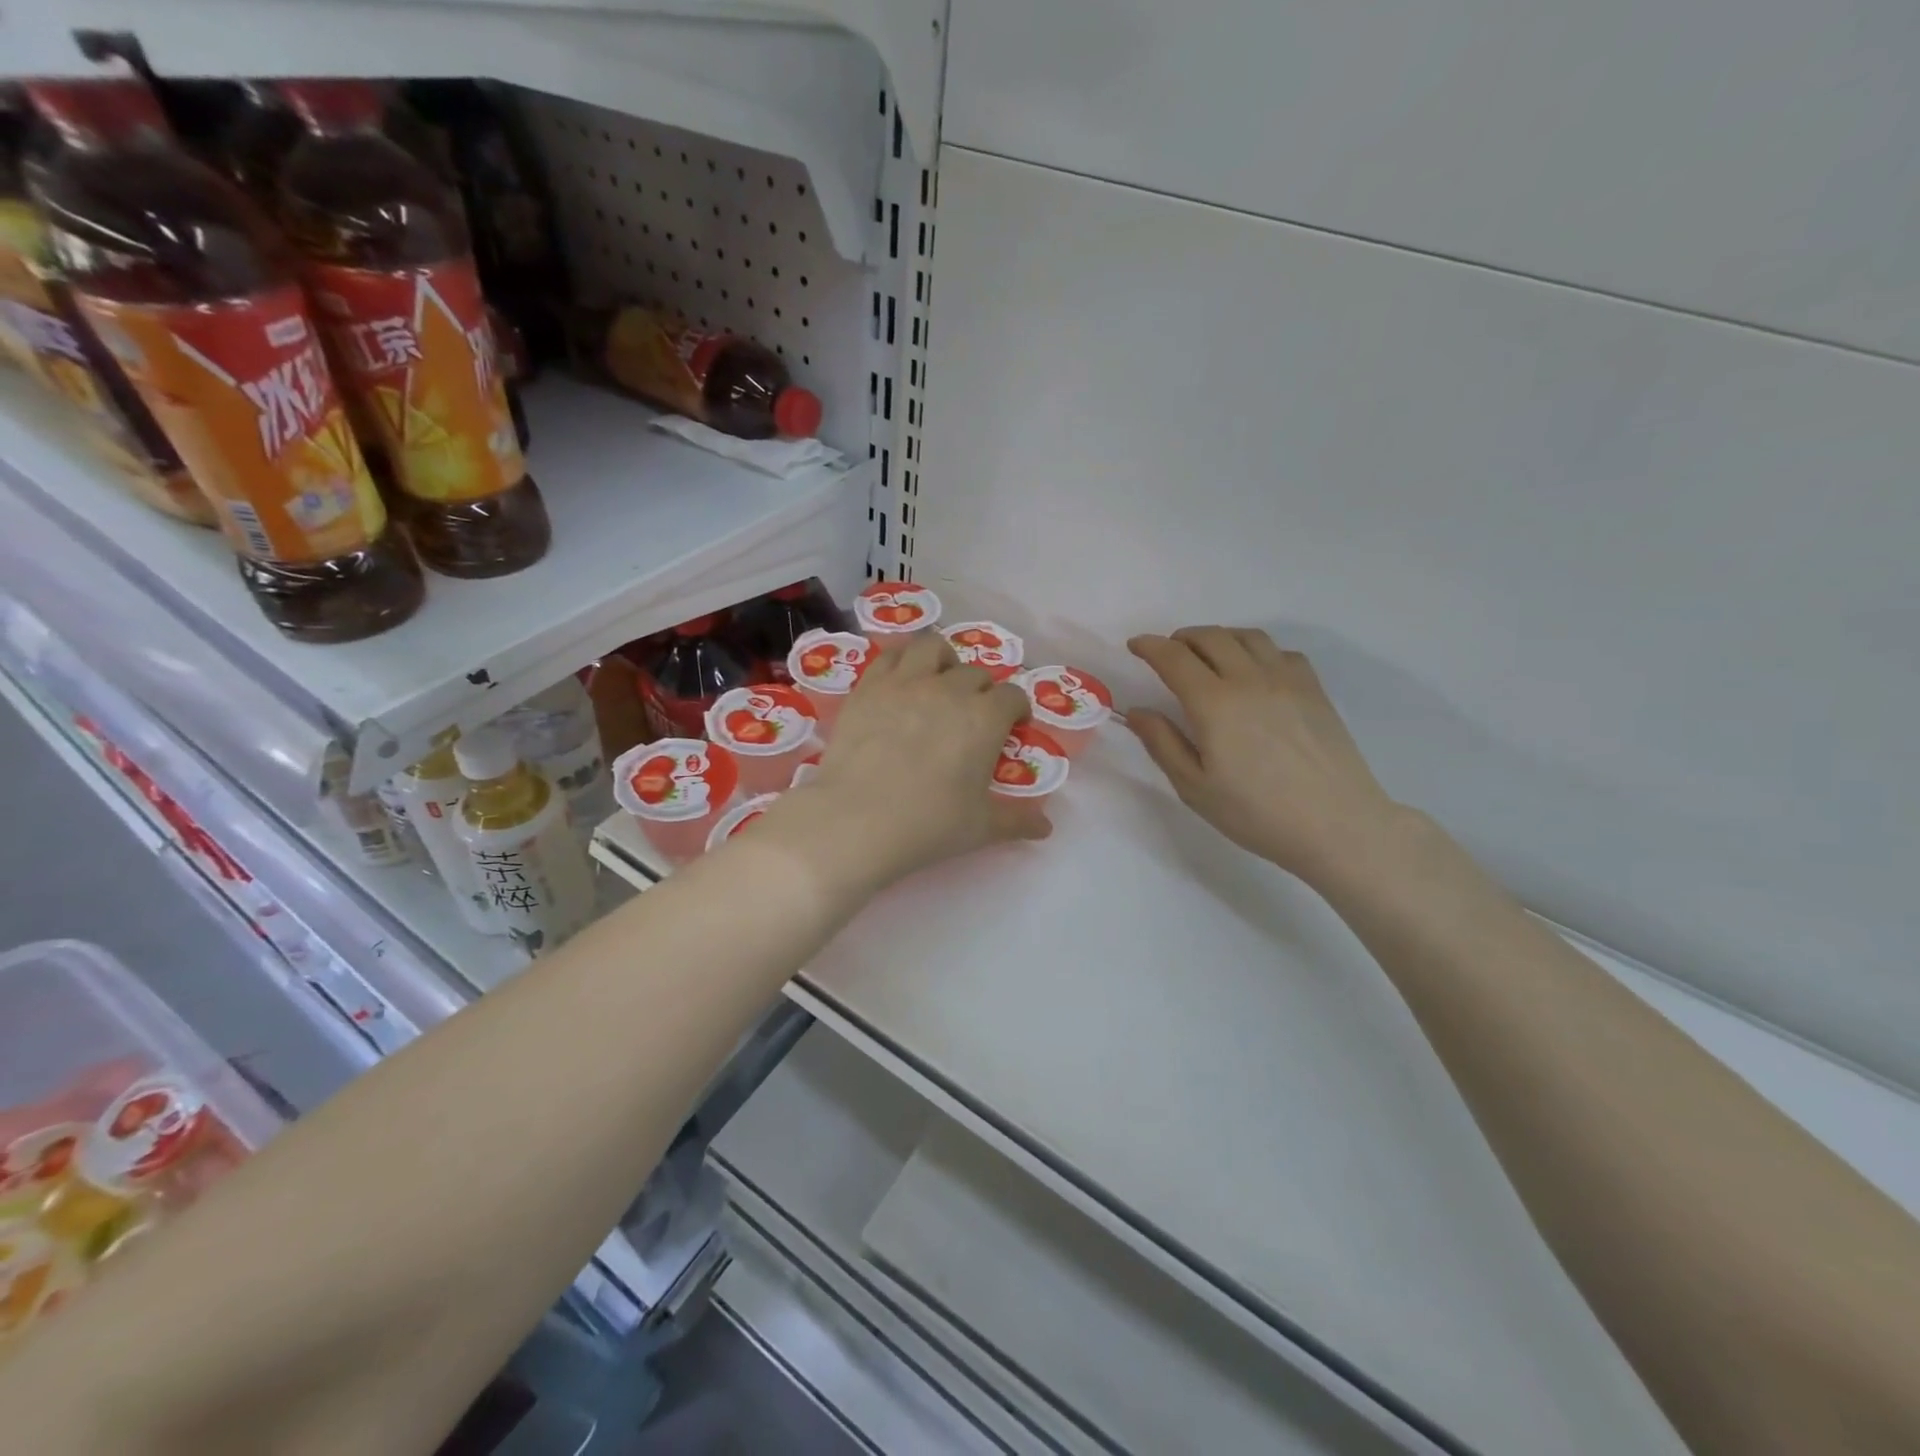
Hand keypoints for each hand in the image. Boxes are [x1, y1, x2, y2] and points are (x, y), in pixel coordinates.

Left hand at [765, 633, 1050, 900]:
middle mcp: (949, 688)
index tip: (1013, 727)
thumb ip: (1017, 821)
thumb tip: (1045, 827)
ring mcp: (905, 682)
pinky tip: (899, 683)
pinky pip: (891, 656)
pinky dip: (902, 662)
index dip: (1017, 710)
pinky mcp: (868, 687)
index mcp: (985, 717)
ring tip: (938, 683)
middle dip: (982, 691)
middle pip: (975, 673)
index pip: (1013, 696)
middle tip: (972, 717)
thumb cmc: (928, 824)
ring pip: (933, 647)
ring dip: (944, 661)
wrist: (856, 819)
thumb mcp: (981, 828)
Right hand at [1126, 627, 1402, 885]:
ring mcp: (1287, 680)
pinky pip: (1280, 651)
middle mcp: (1249, 679)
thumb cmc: (1257, 813)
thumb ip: (1162, 743)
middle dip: (1181, 638)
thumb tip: (1137, 711)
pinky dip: (1256, 651)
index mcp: (1214, 703)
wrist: (1337, 824)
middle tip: (1168, 654)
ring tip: (1207, 657)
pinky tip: (1253, 673)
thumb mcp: (1195, 787)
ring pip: (1247, 637)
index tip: (1135, 646)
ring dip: (1219, 638)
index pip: (1174, 657)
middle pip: (1210, 637)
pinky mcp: (1314, 689)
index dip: (1149, 646)